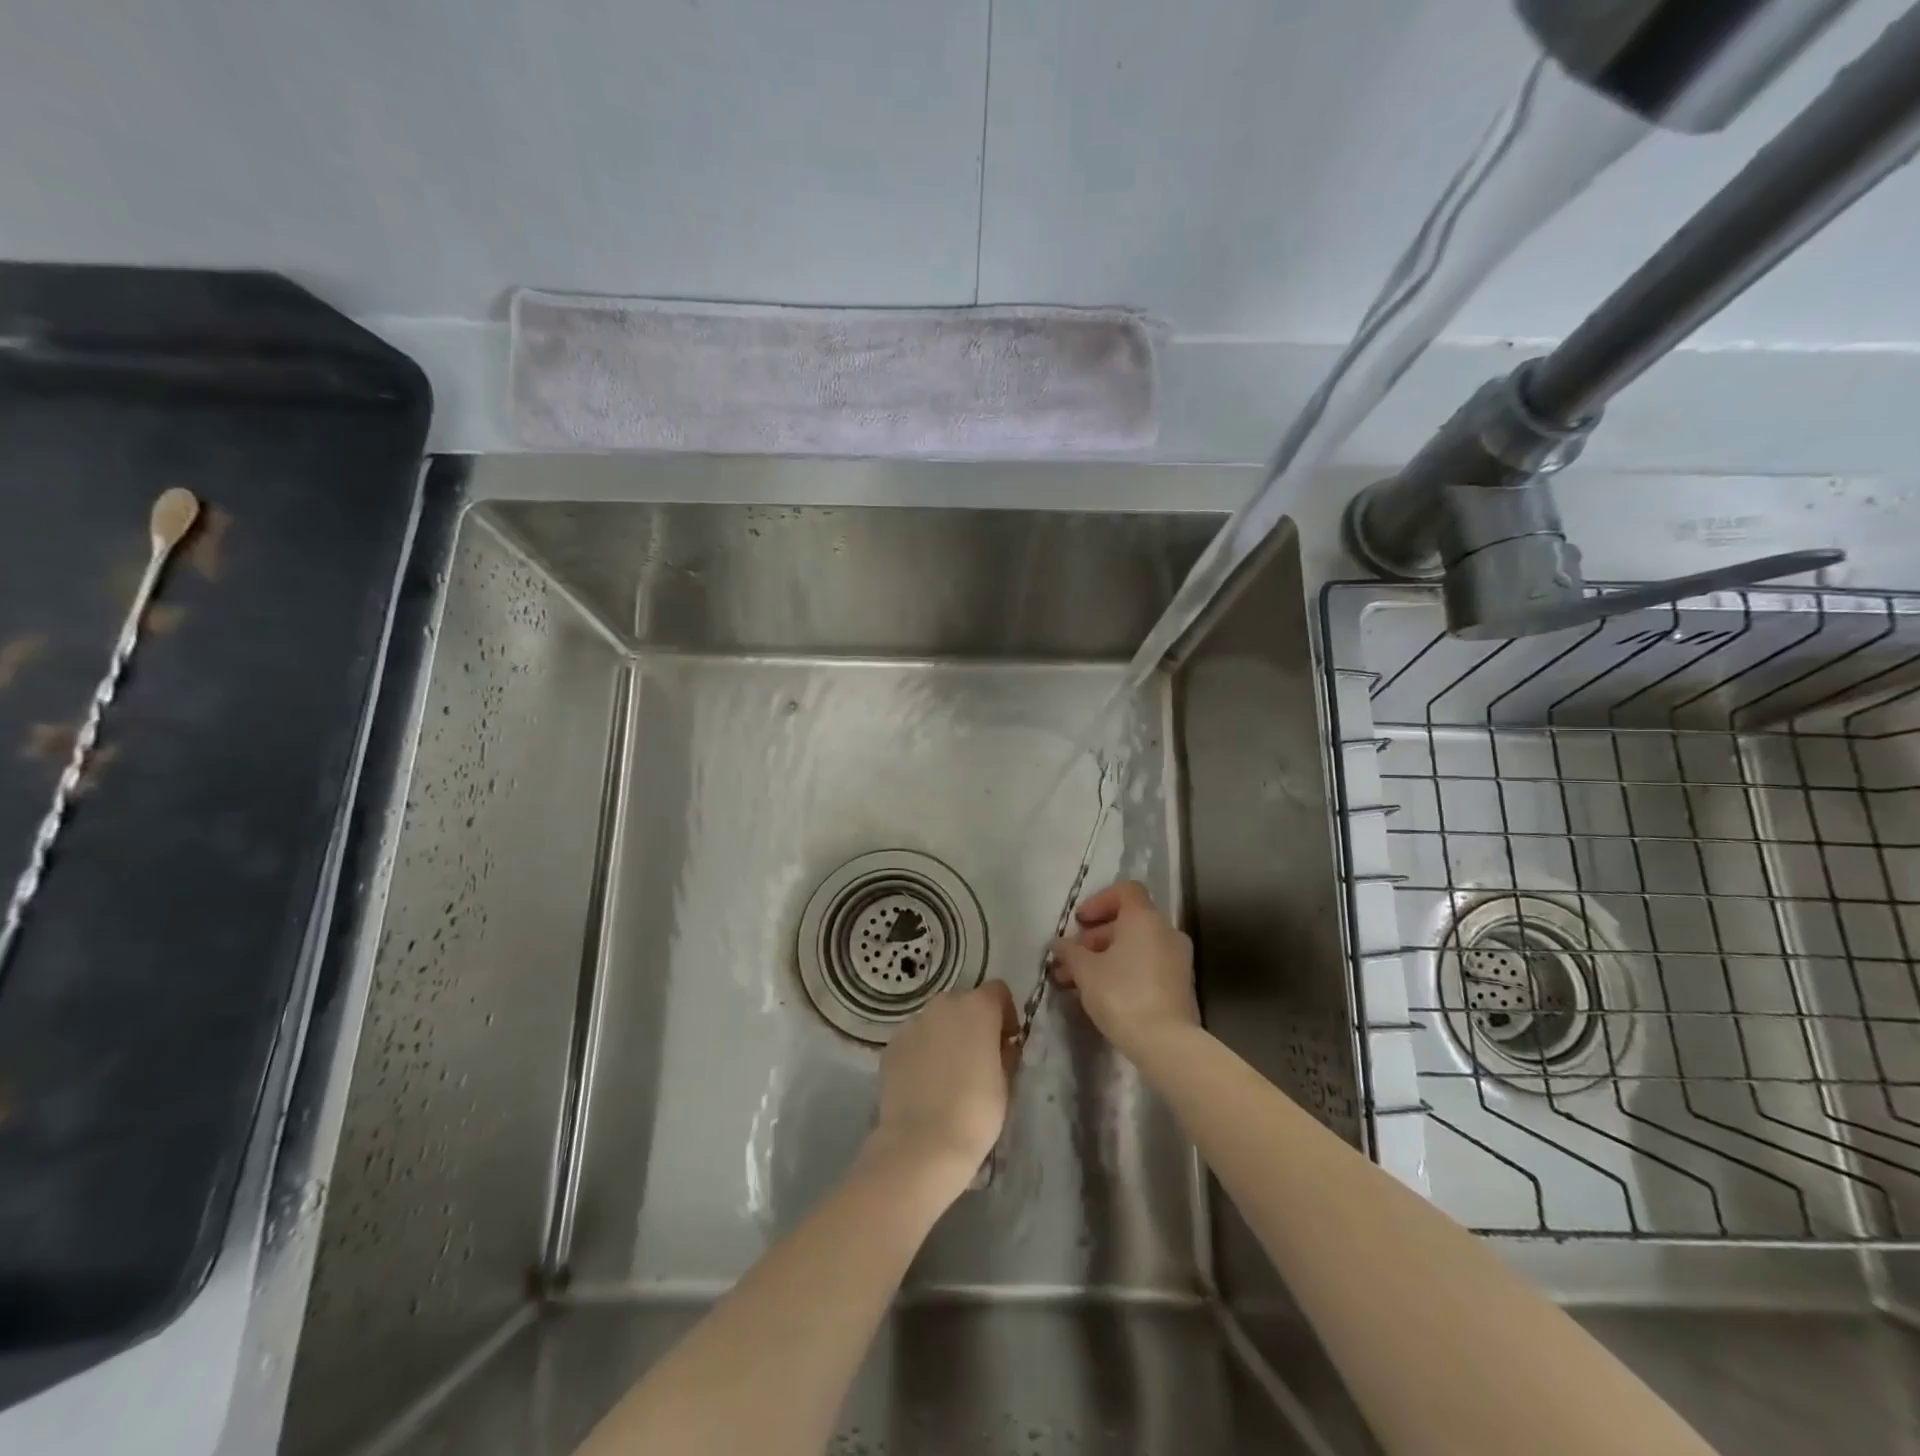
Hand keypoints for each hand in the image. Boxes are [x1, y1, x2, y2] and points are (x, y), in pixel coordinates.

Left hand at [868, 981, 1017, 1196]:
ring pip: (936, 1020)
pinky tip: (924, 1083)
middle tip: (977, 1059)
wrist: (922, 1143)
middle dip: (973, 1023)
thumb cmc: (976, 1112)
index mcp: (978, 1007)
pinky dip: (922, 1052)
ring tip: (947, 1074)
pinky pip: (914, 1039)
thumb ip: (1004, 1053)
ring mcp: (913, 1022)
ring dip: (945, 1036)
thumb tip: (1000, 1046)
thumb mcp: (1006, 1082)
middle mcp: (943, 1004)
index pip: (997, 991)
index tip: (1006, 1042)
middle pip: (964, 1003)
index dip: (1005, 1014)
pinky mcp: (891, 1044)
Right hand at [1050, 880, 1198, 1058]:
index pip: (1125, 891)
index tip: (1079, 922)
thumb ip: (1069, 951)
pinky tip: (1099, 994)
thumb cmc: (1121, 994)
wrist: (1166, 1043)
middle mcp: (1165, 931)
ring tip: (1076, 981)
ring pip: (1135, 947)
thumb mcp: (1085, 971)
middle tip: (1070, 959)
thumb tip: (1059, 943)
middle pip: (1127, 921)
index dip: (1099, 901)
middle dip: (1094, 938)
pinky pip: (1146, 965)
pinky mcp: (1179, 984)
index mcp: (1144, 919)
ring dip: (1104, 957)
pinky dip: (1123, 970)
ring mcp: (1176, 959)